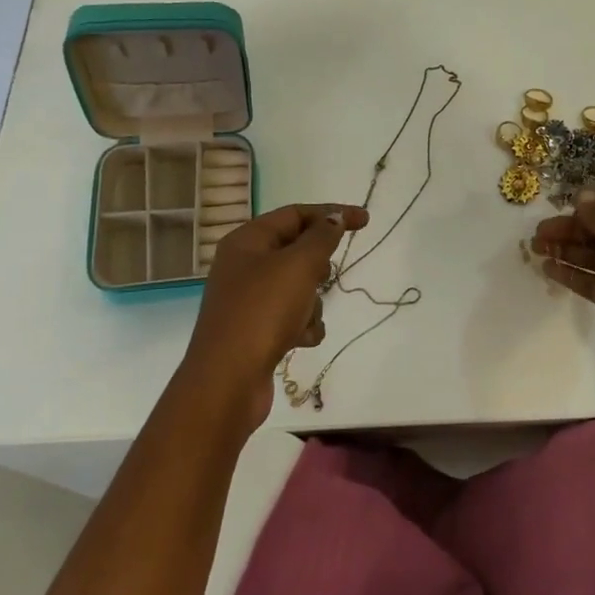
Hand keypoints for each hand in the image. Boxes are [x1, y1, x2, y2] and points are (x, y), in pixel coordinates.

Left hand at [183, 202, 369, 432]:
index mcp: (247, 241)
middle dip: (317, 264)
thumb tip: (334, 218)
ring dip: (312, 301)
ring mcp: (248, 300)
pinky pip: (291, 316)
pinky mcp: (255, 331)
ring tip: (306, 317)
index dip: (331, 213)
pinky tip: (302, 340)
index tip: (365, 221)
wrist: (228, 380)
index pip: (295, 214)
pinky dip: (303, 325)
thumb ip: (322, 237)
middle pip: (295, 250)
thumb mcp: (299, 265)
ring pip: (297, 286)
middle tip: (323, 277)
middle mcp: (244, 266)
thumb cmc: (263, 311)